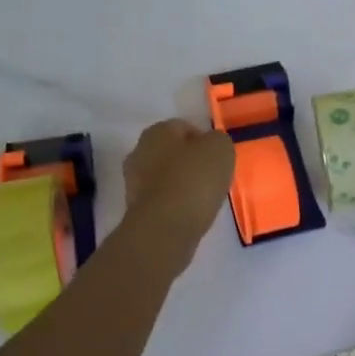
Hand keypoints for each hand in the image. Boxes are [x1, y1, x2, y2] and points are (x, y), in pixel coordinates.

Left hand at [124, 119, 234, 246]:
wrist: (164, 228)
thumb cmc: (193, 180)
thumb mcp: (220, 149)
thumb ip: (218, 141)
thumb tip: (211, 146)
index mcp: (157, 131)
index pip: (184, 127)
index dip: (204, 140)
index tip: (218, 158)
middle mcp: (139, 151)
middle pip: (171, 152)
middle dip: (190, 162)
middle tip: (212, 177)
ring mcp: (133, 182)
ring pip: (165, 177)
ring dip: (181, 184)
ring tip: (203, 198)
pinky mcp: (135, 209)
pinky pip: (162, 199)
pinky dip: (175, 204)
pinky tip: (189, 213)